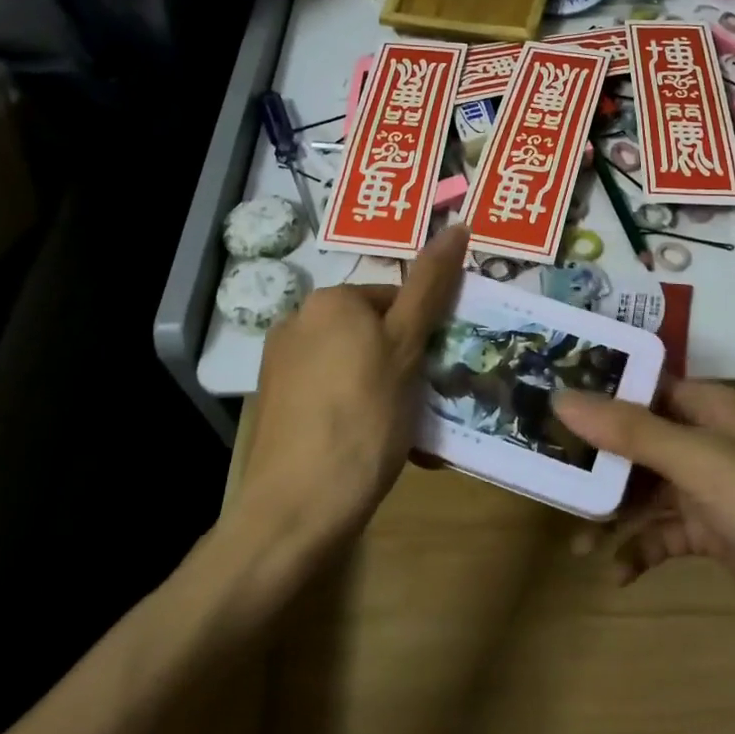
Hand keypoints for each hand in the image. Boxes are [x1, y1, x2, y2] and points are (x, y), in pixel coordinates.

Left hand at [233, 224, 467, 551]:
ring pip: (356, 365)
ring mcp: (281, 366)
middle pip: (375, 331)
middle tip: (425, 403)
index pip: (397, 297)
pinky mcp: (276, 405)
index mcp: (330, 300)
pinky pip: (332, 394)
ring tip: (404, 432)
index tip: (439, 370)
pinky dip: (357, 410)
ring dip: (386, 389)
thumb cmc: (364, 418)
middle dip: (405, 363)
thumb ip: (431, 286)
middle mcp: (297, 321)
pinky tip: (369, 445)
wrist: (297, 508)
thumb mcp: (406, 347)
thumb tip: (457, 225)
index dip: (426, 333)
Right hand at [553, 378, 734, 685]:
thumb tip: (562, 396)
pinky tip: (616, 575)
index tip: (543, 398)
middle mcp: (710, 442)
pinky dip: (639, 551)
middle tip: (543, 472)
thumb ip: (633, 431)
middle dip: (595, 456)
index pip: (644, 384)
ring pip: (646, 489)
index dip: (597, 388)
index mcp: (713, 409)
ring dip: (612, 511)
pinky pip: (664, 536)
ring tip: (574, 538)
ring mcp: (714, 493)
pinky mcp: (717, 539)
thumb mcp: (702, 466)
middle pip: (638, 438)